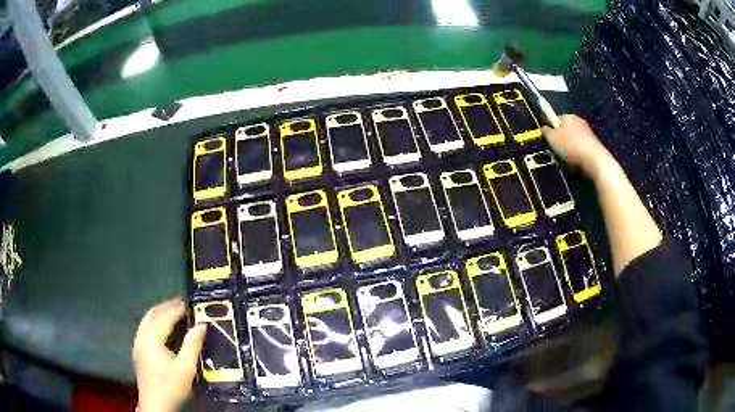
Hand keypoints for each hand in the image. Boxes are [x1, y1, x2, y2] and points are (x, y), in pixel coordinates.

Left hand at [133, 297, 206, 411]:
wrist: (155, 405)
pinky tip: (160, 328)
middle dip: (166, 307)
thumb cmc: (171, 387)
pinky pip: (145, 328)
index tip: (188, 303)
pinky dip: (154, 322)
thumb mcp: (186, 368)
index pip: (165, 317)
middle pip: (152, 314)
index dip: (177, 308)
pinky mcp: (138, 351)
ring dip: (159, 313)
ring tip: (171, 311)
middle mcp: (142, 337)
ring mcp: (138, 344)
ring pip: (146, 320)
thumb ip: (192, 345)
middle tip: (180, 303)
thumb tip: (201, 325)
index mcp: (152, 339)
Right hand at [542, 114, 614, 181]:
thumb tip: (544, 128)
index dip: (550, 130)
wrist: (595, 161)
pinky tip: (576, 163)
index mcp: (568, 116)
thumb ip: (545, 131)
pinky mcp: (594, 144)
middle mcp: (578, 121)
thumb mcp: (552, 138)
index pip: (555, 119)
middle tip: (556, 153)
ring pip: (572, 141)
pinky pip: (581, 149)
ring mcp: (587, 132)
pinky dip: (577, 155)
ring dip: (568, 149)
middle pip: (564, 130)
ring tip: (566, 161)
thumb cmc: (570, 146)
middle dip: (560, 141)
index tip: (549, 142)